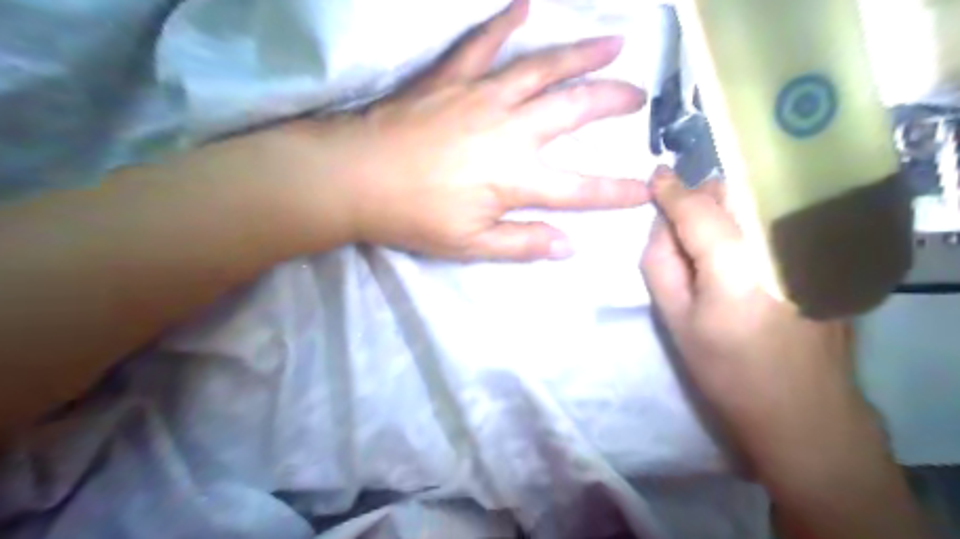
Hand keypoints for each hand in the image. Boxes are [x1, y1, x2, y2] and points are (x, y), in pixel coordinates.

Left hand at [274, 0, 648, 260]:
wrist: (355, 176)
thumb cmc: (413, 216)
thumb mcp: (470, 245)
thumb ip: (522, 243)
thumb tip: (568, 246)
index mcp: (515, 178)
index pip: (579, 189)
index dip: (616, 191)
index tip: (646, 188)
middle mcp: (510, 130)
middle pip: (573, 110)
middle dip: (611, 102)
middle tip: (638, 96)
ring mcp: (481, 96)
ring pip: (542, 69)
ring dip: (581, 55)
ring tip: (613, 44)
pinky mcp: (451, 77)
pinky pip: (483, 44)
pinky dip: (504, 22)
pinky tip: (525, 5)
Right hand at [635, 167, 861, 454]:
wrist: (800, 408)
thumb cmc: (726, 369)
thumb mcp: (674, 320)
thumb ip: (660, 263)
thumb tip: (663, 224)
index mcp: (736, 263)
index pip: (697, 208)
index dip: (672, 190)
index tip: (655, 175)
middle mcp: (778, 243)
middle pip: (734, 191)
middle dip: (702, 197)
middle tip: (684, 228)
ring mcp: (808, 249)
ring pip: (757, 200)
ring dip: (727, 207)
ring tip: (711, 242)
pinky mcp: (823, 258)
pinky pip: (776, 219)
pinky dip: (750, 222)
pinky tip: (743, 255)